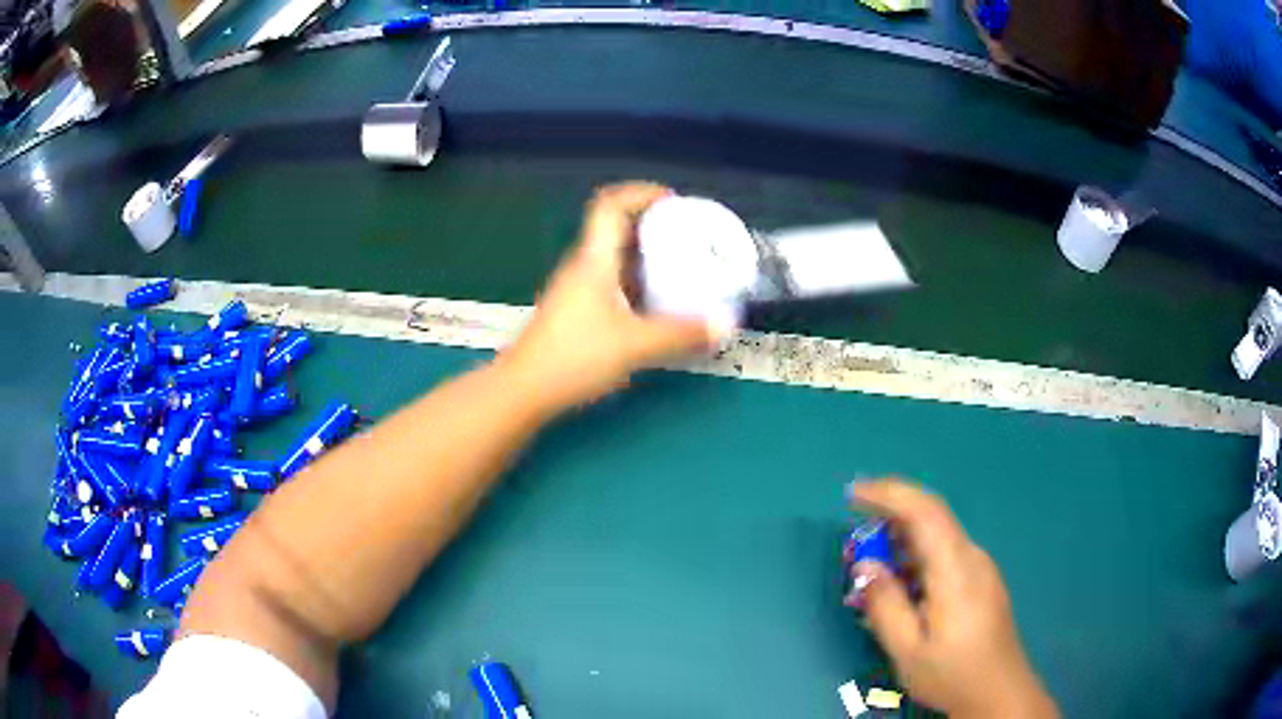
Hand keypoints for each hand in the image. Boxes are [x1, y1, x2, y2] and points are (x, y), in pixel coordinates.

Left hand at [500, 182, 718, 413]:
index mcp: (594, 260)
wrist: (524, 390)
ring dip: (647, 254)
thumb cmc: (574, 357)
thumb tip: (725, 323)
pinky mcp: (577, 312)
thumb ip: (681, 334)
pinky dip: (638, 281)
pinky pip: (613, 282)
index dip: (642, 193)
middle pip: (617, 228)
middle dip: (654, 224)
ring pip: (615, 257)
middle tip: (690, 235)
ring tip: (683, 265)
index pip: (611, 205)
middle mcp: (584, 267)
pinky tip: (658, 302)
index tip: (675, 201)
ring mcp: (578, 289)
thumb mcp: (634, 345)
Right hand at [847, 479, 1057, 718]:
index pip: (924, 511)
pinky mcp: (981, 580)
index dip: (888, 493)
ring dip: (901, 543)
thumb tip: (866, 565)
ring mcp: (980, 567)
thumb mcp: (908, 650)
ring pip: (937, 537)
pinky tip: (901, 589)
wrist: (999, 691)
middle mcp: (971, 557)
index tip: (852, 494)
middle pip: (930, 519)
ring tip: (872, 573)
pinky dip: (915, 559)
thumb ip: (886, 605)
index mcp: (955, 569)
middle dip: (889, 519)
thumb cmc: (952, 674)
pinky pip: (944, 554)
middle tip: (854, 547)